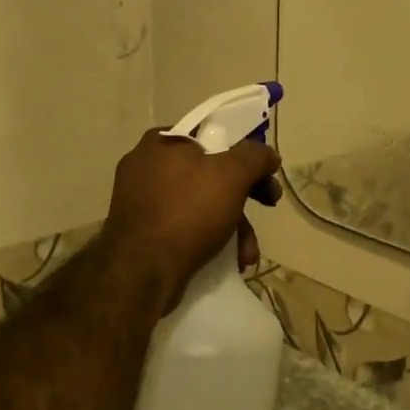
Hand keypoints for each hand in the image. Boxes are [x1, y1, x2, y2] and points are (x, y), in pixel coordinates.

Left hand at [100, 128, 282, 296]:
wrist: (140, 273)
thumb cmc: (188, 211)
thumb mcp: (232, 175)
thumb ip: (255, 157)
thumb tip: (269, 155)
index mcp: (162, 141)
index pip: (212, 136)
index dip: (244, 155)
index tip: (263, 177)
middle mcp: (146, 166)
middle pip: (210, 173)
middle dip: (243, 197)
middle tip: (267, 207)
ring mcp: (140, 200)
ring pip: (199, 203)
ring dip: (232, 225)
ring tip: (247, 253)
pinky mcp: (141, 232)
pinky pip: (183, 226)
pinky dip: (208, 238)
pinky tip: (228, 260)